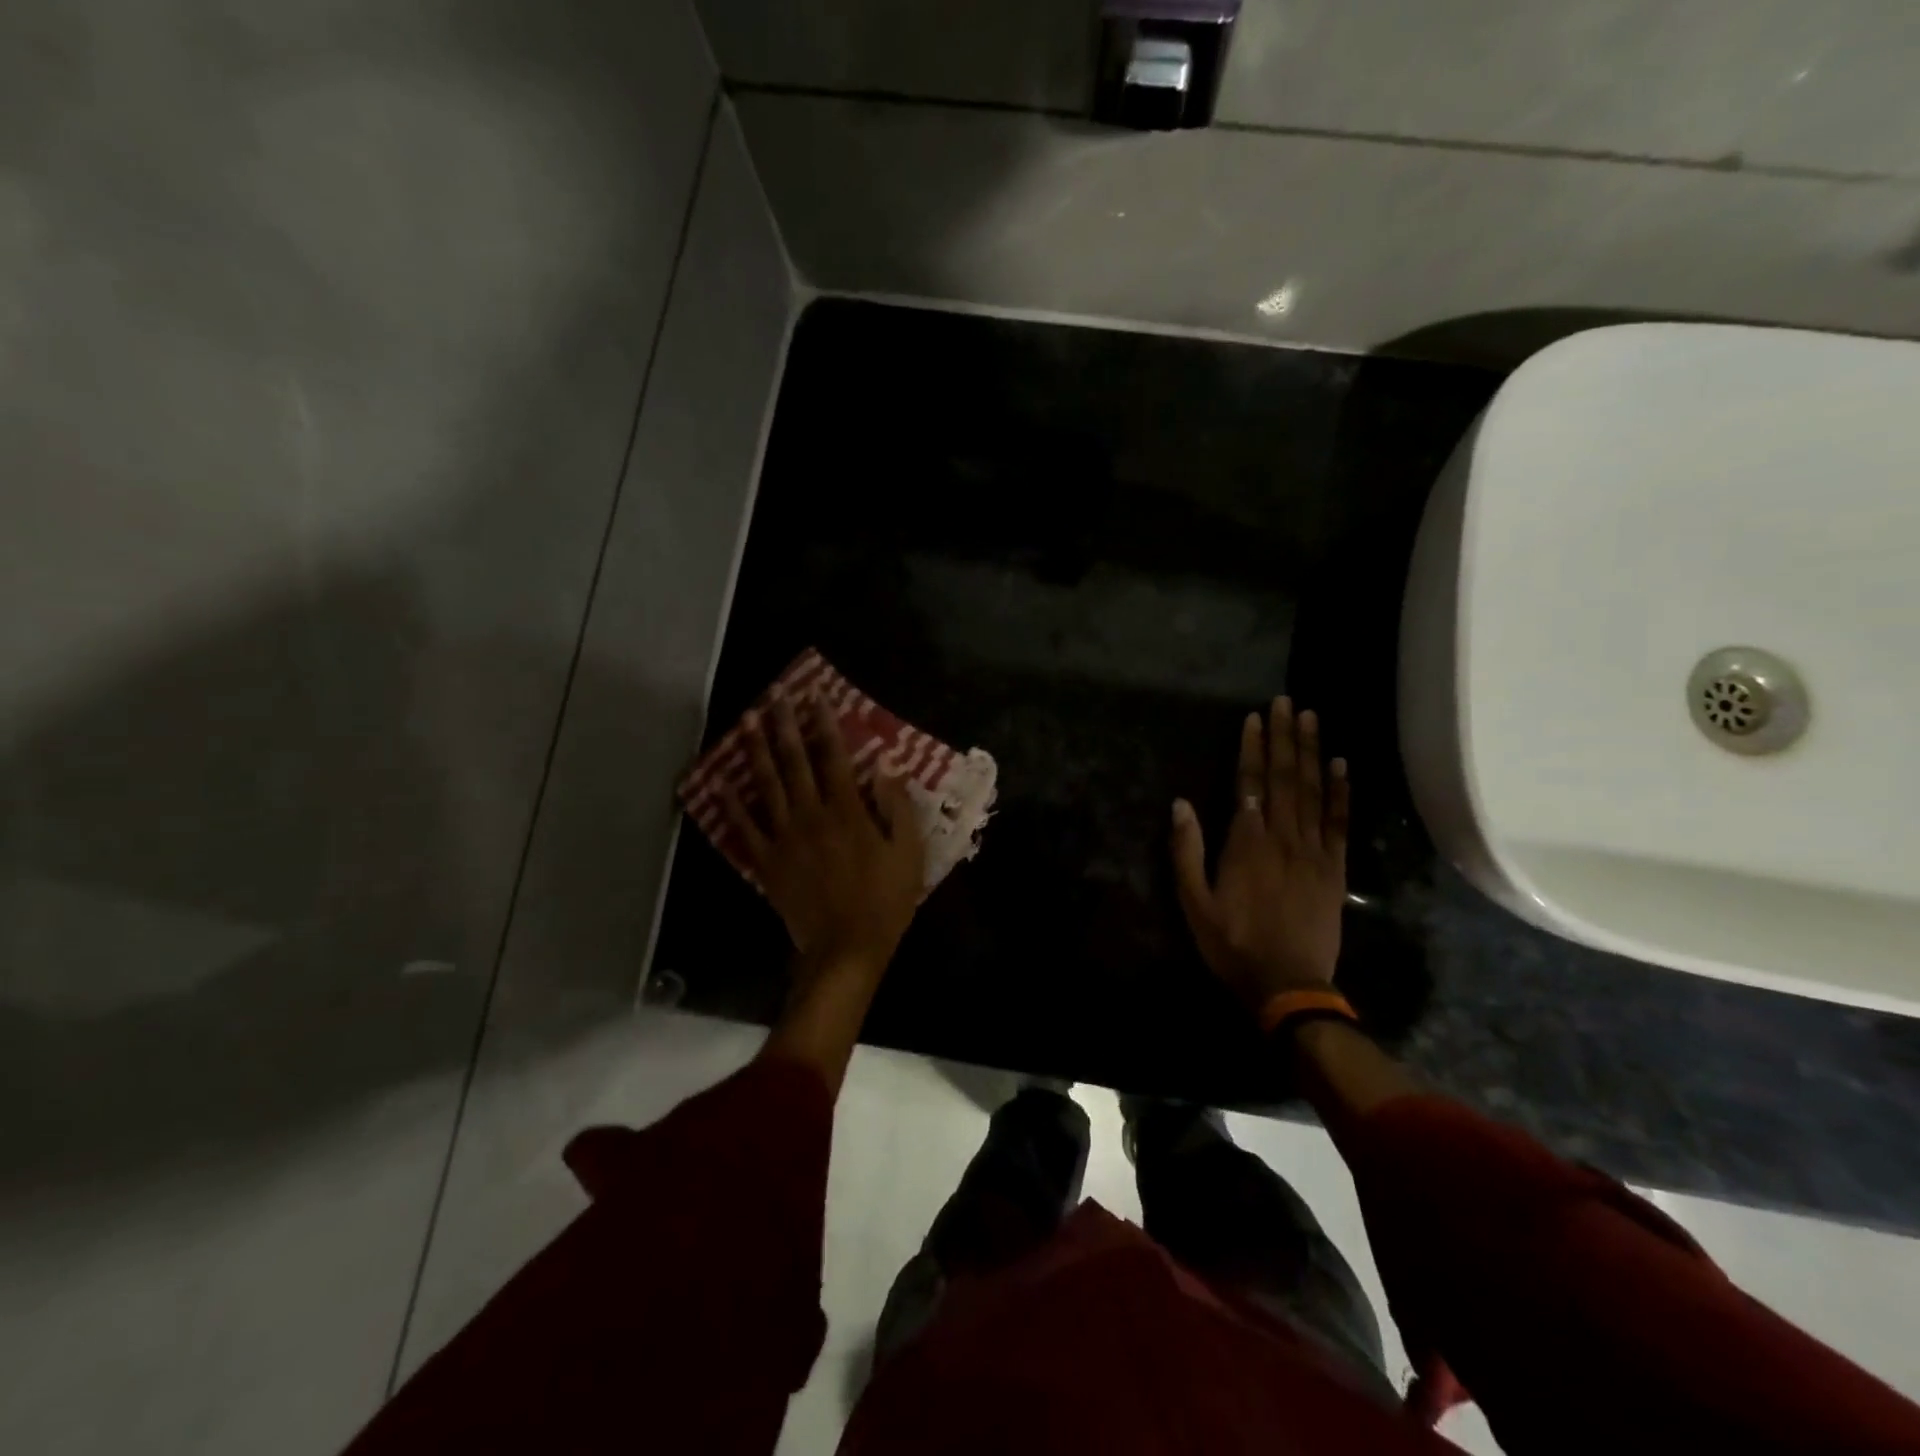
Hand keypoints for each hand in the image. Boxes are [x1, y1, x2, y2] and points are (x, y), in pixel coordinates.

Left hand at [721, 692, 925, 984]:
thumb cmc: (885, 901)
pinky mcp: (767, 862)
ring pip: (766, 785)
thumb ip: (897, 806)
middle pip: (795, 762)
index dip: (825, 724)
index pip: (834, 756)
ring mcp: (785, 838)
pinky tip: (718, 782)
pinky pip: (744, 828)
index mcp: (848, 811)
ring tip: (747, 721)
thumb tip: (886, 765)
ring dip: (755, 751)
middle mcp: (812, 815)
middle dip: (785, 725)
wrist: (846, 949)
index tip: (815, 696)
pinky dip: (730, 805)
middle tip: (775, 695)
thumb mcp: (909, 852)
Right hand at [1171, 698, 1349, 1012]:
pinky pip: (1339, 822)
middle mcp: (1282, 837)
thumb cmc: (1232, 944)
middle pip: (1283, 778)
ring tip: (1312, 718)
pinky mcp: (1334, 868)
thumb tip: (1180, 804)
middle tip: (1286, 702)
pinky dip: (1341, 792)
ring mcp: (1313, 851)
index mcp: (1246, 843)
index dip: (1251, 749)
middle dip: (1284, 737)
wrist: (1288, 985)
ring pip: (1312, 791)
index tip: (1255, 718)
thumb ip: (1187, 851)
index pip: (1248, 784)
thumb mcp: (1194, 903)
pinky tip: (1341, 765)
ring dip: (1311, 752)